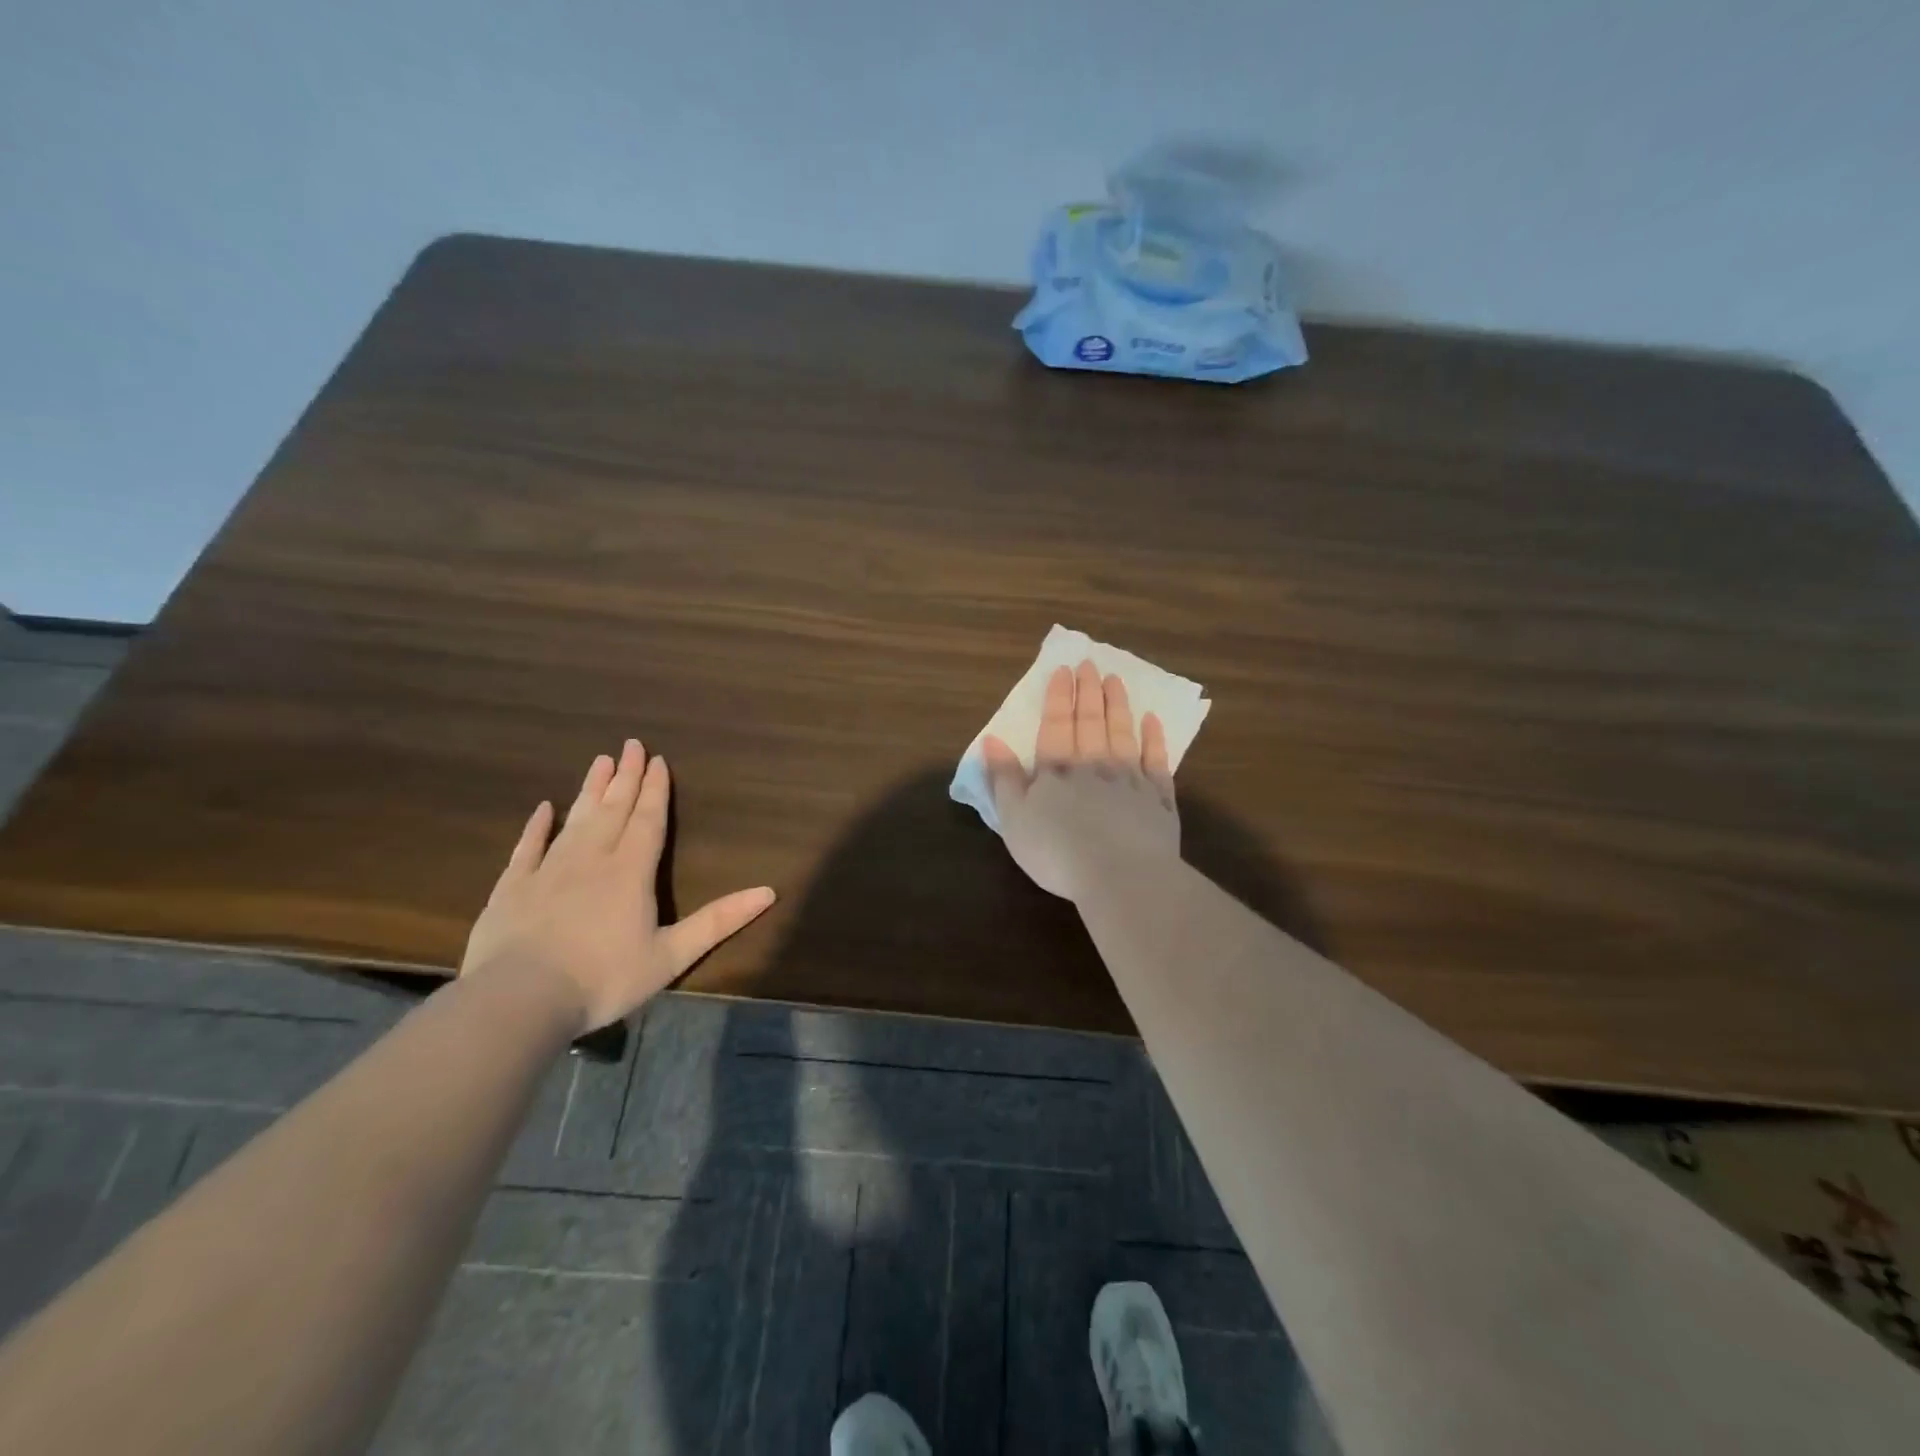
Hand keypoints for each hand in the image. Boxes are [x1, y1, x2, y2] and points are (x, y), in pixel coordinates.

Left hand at [461, 740, 775, 1032]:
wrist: (519, 1000)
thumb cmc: (604, 979)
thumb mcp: (671, 955)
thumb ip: (718, 921)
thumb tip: (769, 891)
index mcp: (631, 872)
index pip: (648, 820)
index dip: (656, 790)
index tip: (658, 760)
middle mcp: (592, 859)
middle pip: (613, 810)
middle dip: (626, 777)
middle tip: (631, 744)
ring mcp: (548, 870)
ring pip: (575, 820)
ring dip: (590, 790)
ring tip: (600, 761)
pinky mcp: (512, 887)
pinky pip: (527, 848)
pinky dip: (537, 827)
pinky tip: (543, 809)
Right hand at [982, 660, 1179, 901]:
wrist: (1119, 874)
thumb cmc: (1056, 852)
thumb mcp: (1013, 819)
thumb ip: (1003, 778)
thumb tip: (992, 740)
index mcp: (1056, 771)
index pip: (1056, 726)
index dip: (1058, 698)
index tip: (1063, 670)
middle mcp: (1094, 766)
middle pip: (1090, 722)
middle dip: (1088, 692)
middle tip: (1090, 664)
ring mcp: (1130, 780)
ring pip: (1122, 734)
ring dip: (1117, 706)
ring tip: (1115, 680)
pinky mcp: (1159, 800)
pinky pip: (1157, 762)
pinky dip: (1155, 740)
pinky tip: (1153, 721)